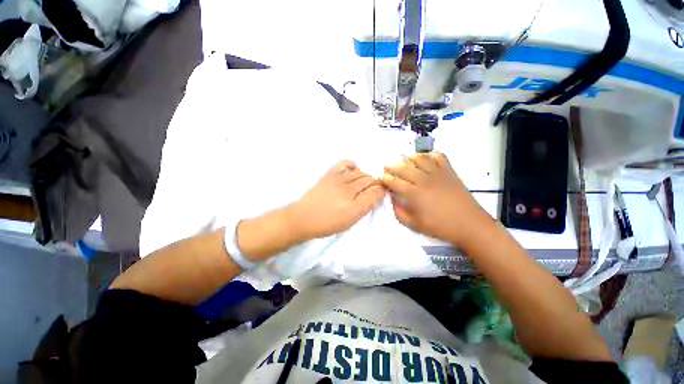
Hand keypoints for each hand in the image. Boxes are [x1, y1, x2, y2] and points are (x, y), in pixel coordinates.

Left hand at [291, 160, 385, 240]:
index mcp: (355, 208)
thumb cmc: (327, 224)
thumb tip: (374, 196)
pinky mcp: (329, 175)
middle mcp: (348, 192)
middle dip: (377, 182)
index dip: (382, 191)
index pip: (375, 193)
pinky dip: (352, 164)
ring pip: (360, 172)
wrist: (303, 218)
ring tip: (366, 180)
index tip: (383, 191)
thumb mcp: (349, 222)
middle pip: (369, 181)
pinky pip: (343, 163)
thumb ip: (364, 208)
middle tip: (377, 186)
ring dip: (366, 175)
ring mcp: (338, 181)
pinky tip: (354, 167)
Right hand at [380, 152, 490, 248]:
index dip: (385, 179)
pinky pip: (440, 158)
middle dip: (392, 166)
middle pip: (404, 168)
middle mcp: (424, 180)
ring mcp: (438, 174)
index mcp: (414, 193)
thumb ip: (399, 212)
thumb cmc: (440, 226)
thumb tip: (392, 200)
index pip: (395, 182)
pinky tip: (426, 156)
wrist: (469, 225)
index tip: (380, 177)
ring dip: (409, 157)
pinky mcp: (449, 172)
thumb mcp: (415, 224)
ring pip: (420, 159)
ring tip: (403, 158)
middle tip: (386, 166)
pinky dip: (431, 154)